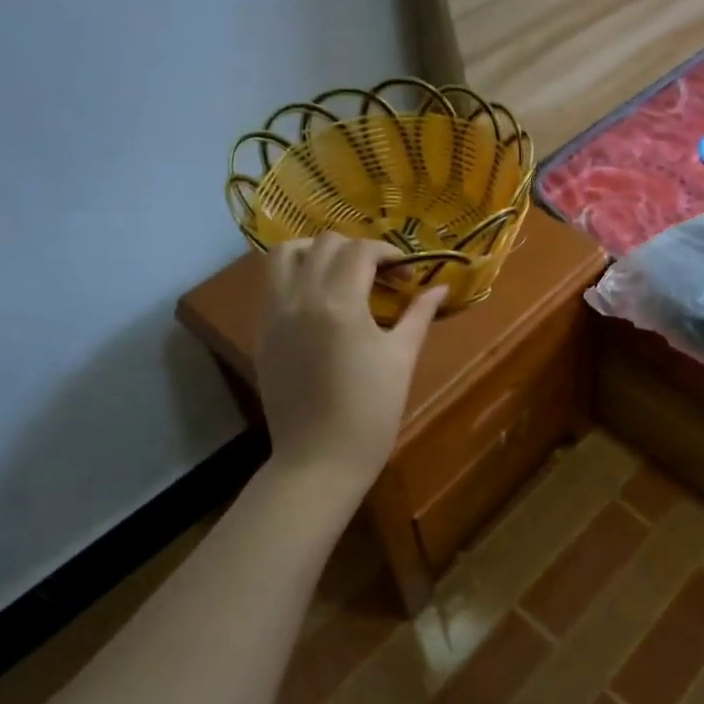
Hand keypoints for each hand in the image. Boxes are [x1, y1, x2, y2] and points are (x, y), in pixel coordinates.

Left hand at [255, 234, 444, 492]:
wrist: (319, 459)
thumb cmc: (371, 411)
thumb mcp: (402, 358)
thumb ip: (419, 314)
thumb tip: (441, 287)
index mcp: (339, 303)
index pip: (360, 251)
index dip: (388, 253)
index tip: (406, 273)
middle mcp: (300, 298)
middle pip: (323, 243)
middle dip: (356, 249)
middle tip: (379, 275)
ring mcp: (274, 315)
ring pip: (284, 255)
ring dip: (315, 252)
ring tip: (340, 274)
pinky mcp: (261, 333)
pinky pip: (271, 285)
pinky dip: (294, 276)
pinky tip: (318, 301)